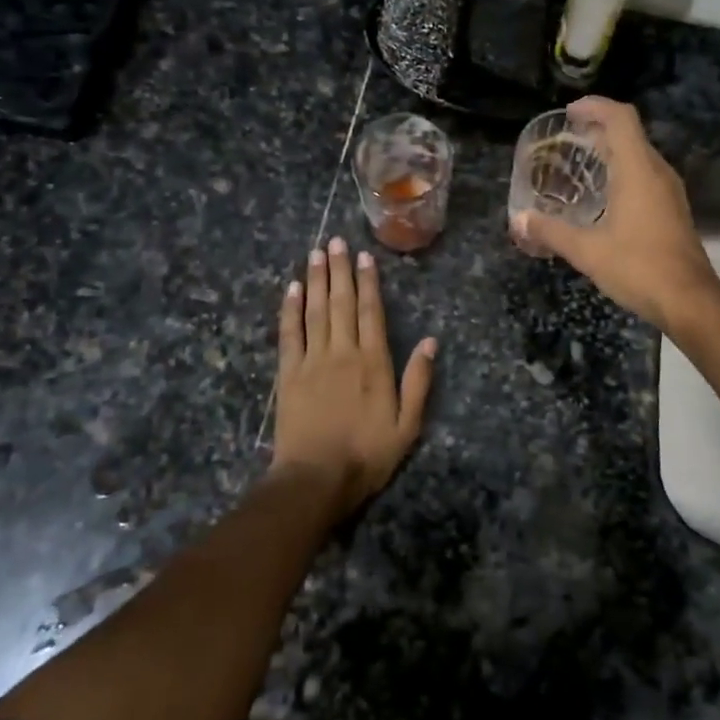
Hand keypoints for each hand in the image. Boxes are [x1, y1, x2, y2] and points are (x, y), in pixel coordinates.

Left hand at [272, 235, 436, 518]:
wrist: (316, 479)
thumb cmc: (367, 455)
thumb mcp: (407, 425)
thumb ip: (418, 381)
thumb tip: (431, 342)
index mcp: (374, 363)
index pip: (372, 312)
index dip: (369, 282)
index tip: (364, 256)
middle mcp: (343, 352)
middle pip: (341, 303)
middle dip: (339, 270)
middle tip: (335, 241)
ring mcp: (312, 361)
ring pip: (315, 311)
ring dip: (316, 280)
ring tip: (316, 253)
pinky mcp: (288, 374)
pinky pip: (289, 334)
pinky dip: (290, 310)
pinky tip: (292, 290)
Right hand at [510, 97, 719, 330]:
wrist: (689, 300)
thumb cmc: (638, 268)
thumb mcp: (587, 251)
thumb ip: (551, 232)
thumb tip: (518, 221)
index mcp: (638, 170)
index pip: (621, 118)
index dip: (595, 107)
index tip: (569, 113)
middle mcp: (657, 172)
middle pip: (629, 133)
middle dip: (598, 128)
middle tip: (566, 138)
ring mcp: (669, 191)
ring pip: (639, 155)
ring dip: (611, 151)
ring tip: (579, 163)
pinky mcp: (672, 210)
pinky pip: (645, 176)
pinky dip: (622, 172)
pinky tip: (602, 196)